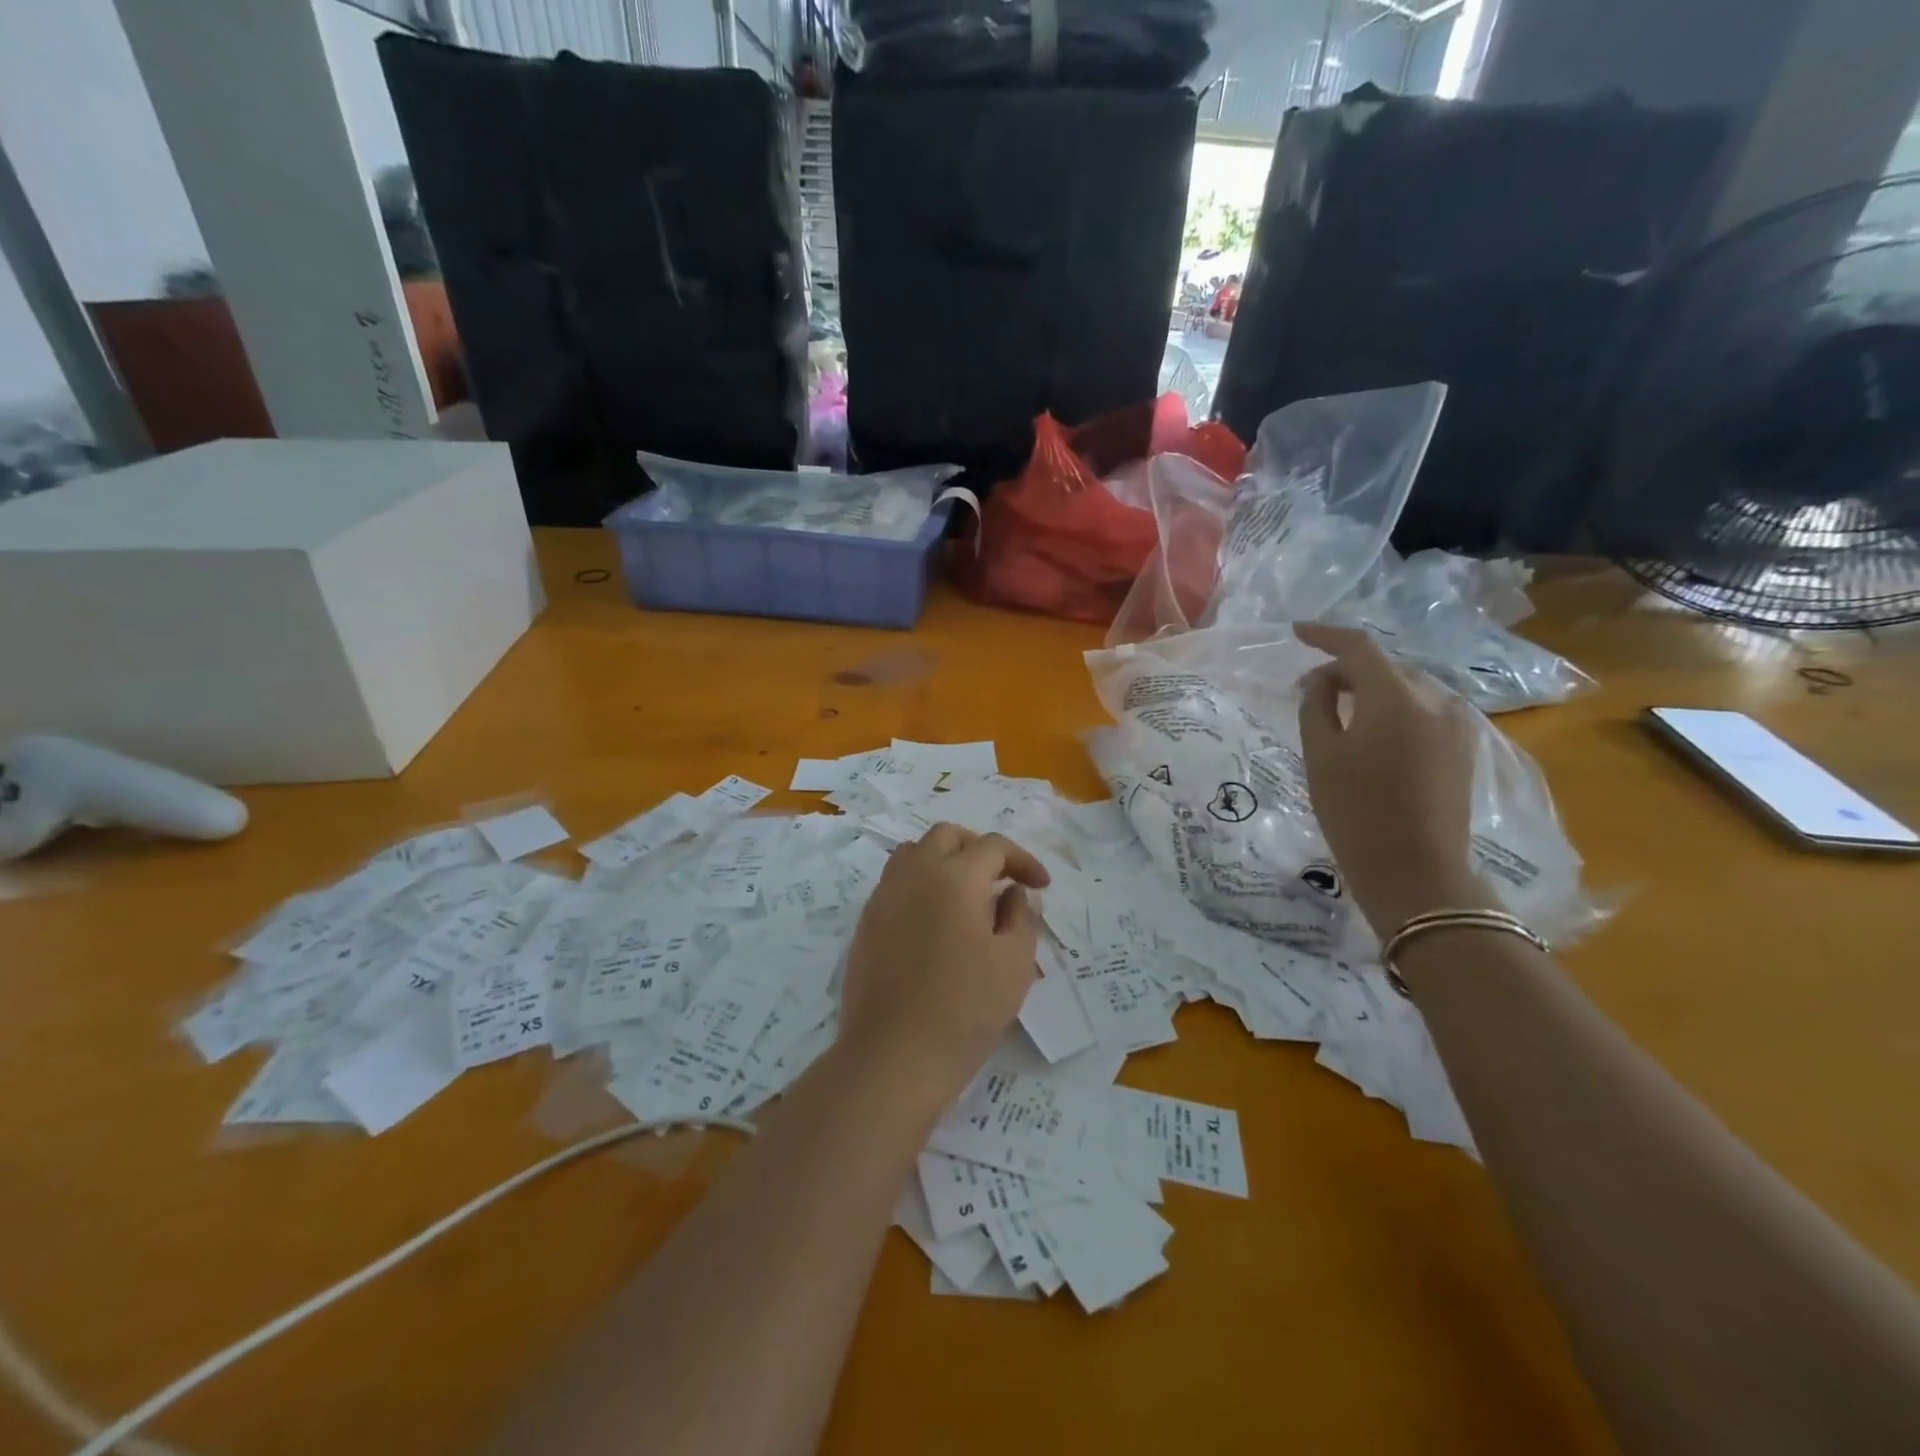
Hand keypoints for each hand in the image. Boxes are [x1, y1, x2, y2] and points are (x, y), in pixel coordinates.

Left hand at [839, 824, 1049, 1109]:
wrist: (894, 1055)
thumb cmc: (965, 1009)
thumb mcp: (1014, 963)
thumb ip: (1021, 916)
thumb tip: (1012, 892)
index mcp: (955, 876)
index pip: (993, 847)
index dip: (1023, 860)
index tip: (1041, 886)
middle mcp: (915, 873)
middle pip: (948, 836)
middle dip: (980, 848)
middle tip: (1002, 878)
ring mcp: (884, 896)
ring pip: (915, 852)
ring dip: (945, 859)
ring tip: (967, 892)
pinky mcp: (867, 922)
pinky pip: (896, 881)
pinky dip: (920, 882)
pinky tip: (935, 919)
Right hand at [1295, 622, 1491, 933]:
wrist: (1416, 872)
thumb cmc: (1356, 813)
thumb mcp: (1321, 756)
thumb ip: (1316, 706)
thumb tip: (1321, 681)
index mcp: (1397, 698)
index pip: (1359, 647)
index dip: (1325, 635)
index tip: (1296, 633)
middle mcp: (1436, 699)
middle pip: (1385, 666)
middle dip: (1346, 670)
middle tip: (1309, 692)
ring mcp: (1456, 723)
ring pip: (1406, 688)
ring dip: (1371, 691)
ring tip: (1339, 715)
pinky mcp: (1463, 747)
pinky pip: (1423, 710)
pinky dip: (1393, 710)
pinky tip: (1372, 734)